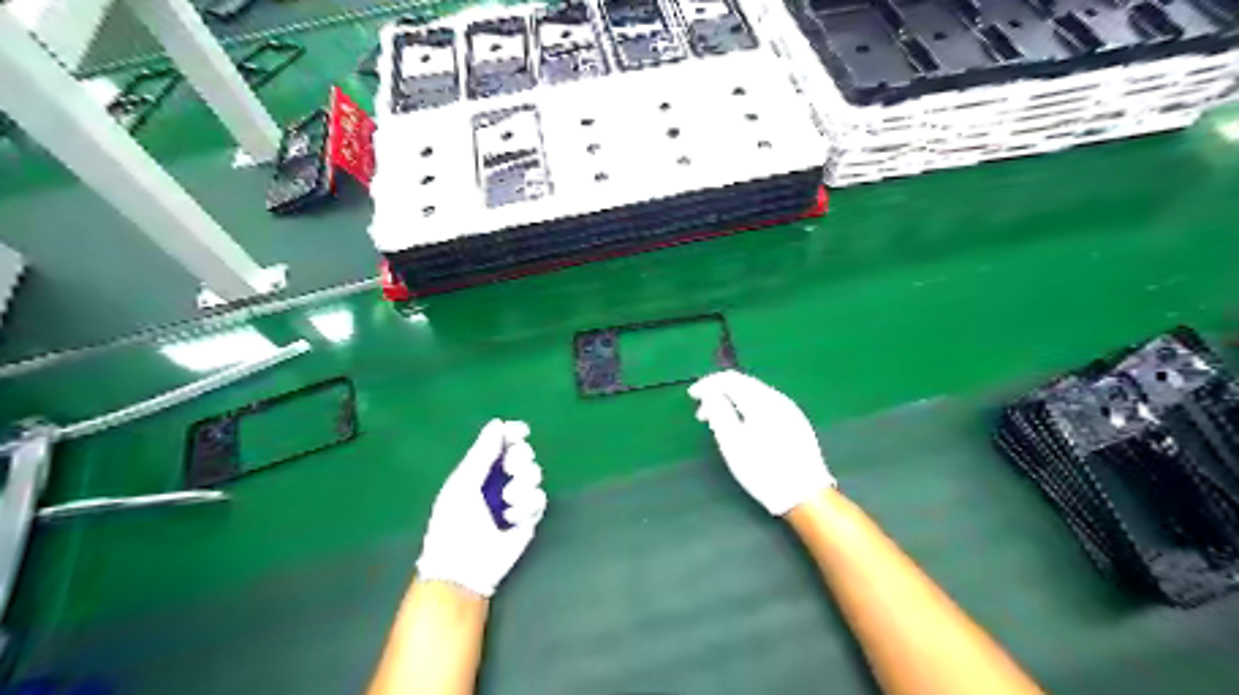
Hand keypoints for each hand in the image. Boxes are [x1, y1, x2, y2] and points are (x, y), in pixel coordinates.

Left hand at [416, 418, 544, 597]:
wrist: (463, 567)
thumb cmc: (454, 524)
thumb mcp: (464, 484)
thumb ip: (482, 453)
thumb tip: (498, 423)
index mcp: (480, 469)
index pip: (502, 442)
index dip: (513, 433)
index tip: (520, 431)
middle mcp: (500, 480)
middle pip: (523, 454)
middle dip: (520, 459)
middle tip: (511, 469)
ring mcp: (515, 499)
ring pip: (535, 475)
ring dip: (523, 485)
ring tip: (507, 503)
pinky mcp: (529, 517)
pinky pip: (540, 499)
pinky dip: (526, 507)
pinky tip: (511, 520)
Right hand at [687, 368, 831, 516]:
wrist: (805, 494)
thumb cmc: (763, 470)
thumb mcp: (732, 443)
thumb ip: (719, 412)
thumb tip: (710, 393)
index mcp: (760, 400)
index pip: (730, 379)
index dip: (708, 384)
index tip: (692, 396)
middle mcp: (777, 398)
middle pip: (744, 383)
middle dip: (719, 393)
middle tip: (702, 414)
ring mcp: (789, 409)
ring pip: (755, 393)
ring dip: (733, 401)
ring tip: (720, 422)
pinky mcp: (796, 421)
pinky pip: (766, 404)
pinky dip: (748, 408)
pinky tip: (743, 426)